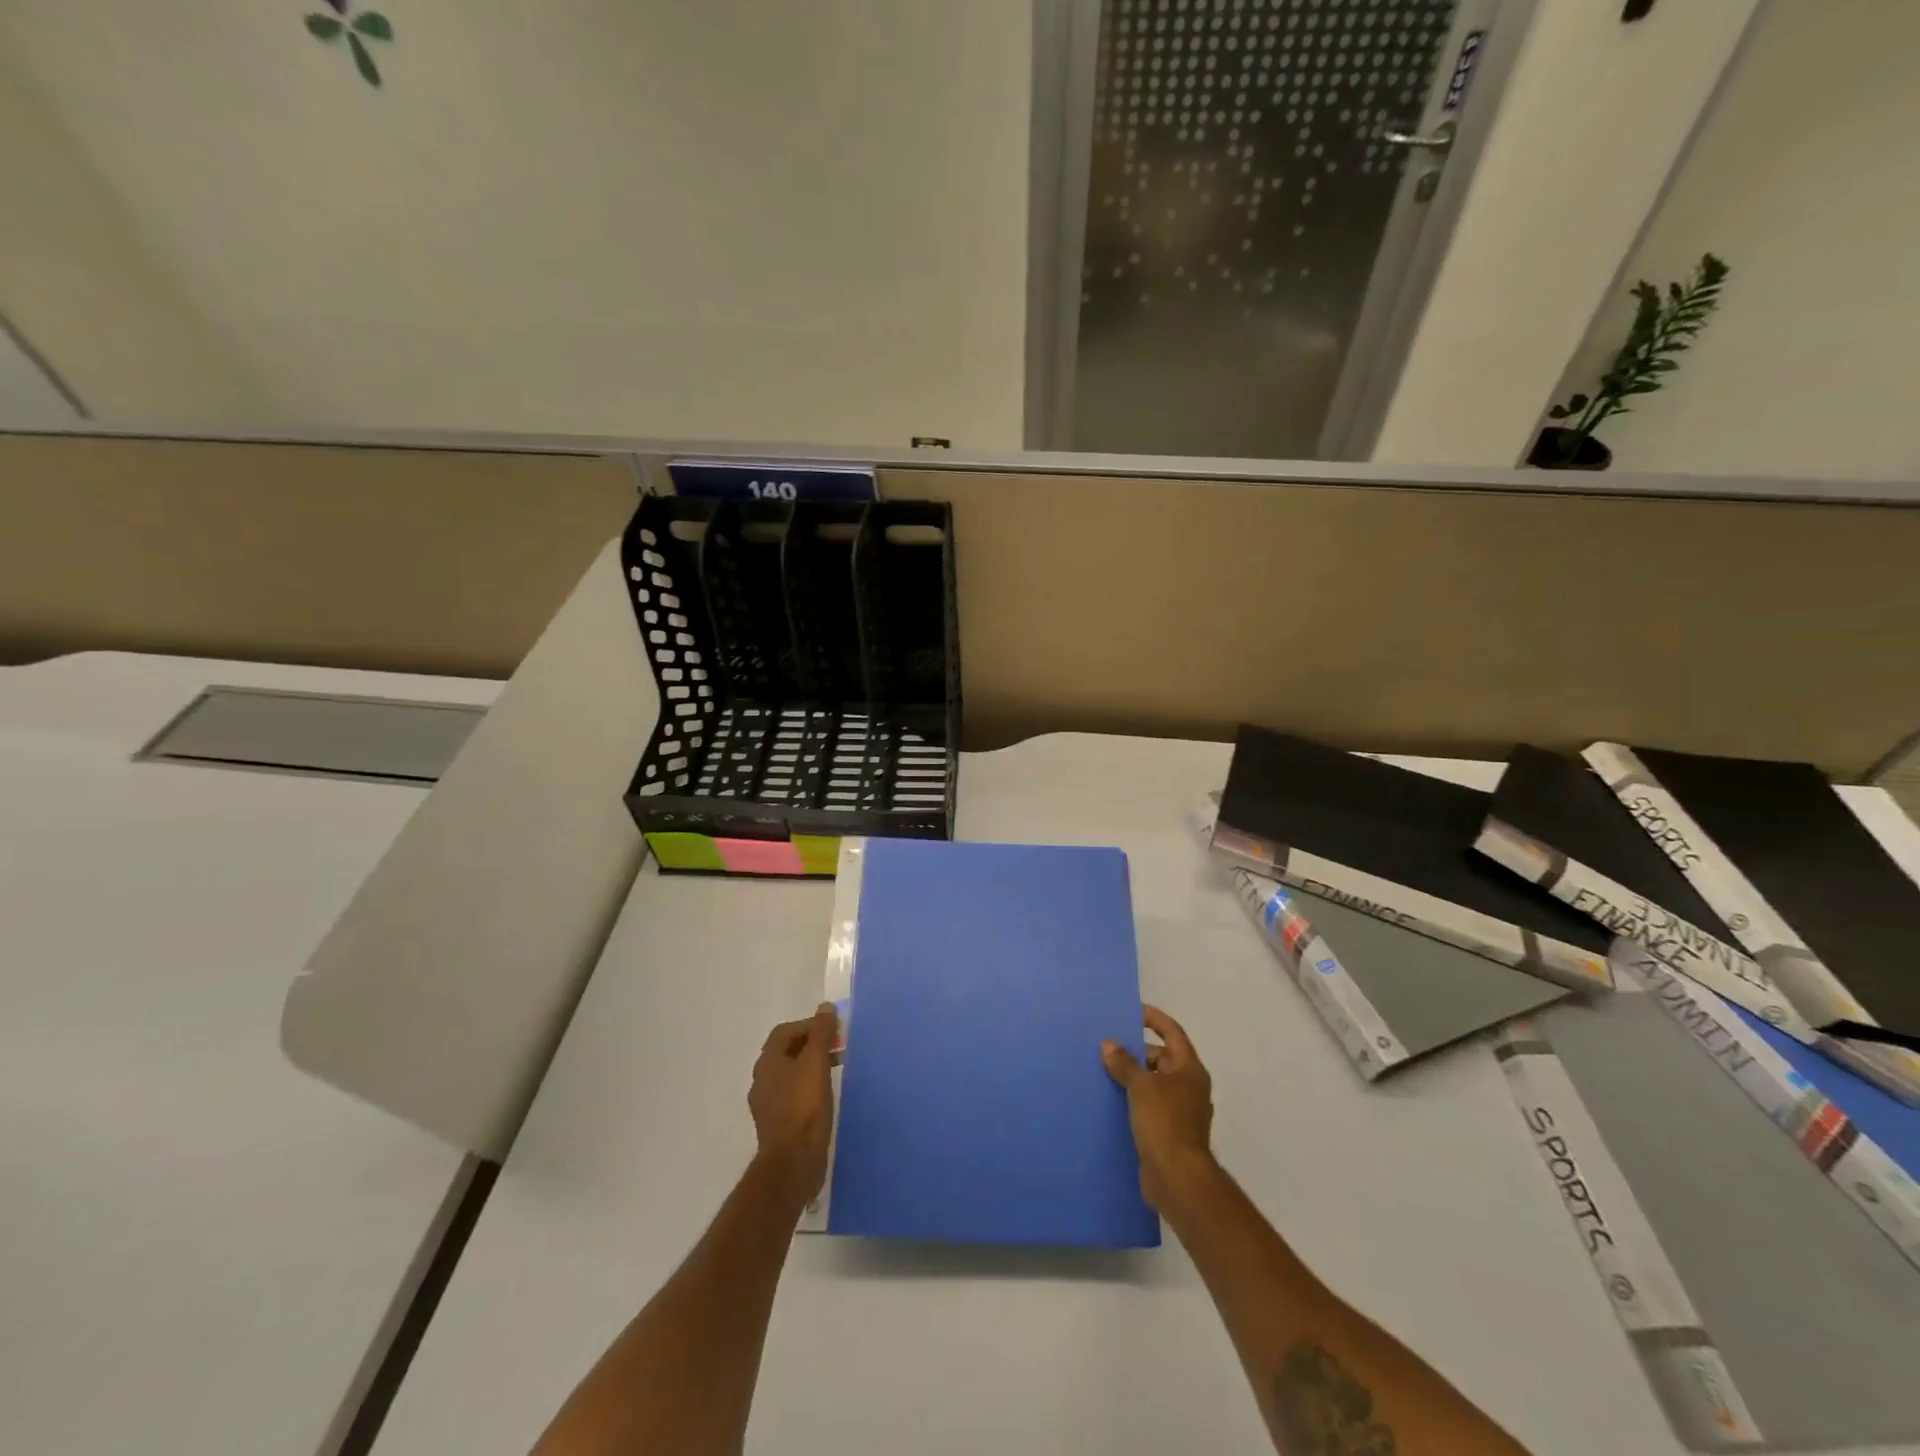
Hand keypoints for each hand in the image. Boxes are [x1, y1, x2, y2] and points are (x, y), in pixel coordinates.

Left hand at [749, 1004, 837, 1206]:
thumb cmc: (804, 1106)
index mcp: (768, 1062)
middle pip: (787, 1052)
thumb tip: (825, 1007)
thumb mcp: (816, 1063)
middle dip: (812, 1045)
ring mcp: (767, 1104)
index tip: (833, 1032)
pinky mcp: (777, 1124)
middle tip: (837, 1048)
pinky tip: (824, 1097)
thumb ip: (820, 1033)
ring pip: (790, 1074)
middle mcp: (762, 1080)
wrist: (793, 1162)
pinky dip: (808, 1088)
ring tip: (835, 1071)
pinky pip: (792, 1095)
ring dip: (810, 1067)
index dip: (810, 1026)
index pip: (785, 1031)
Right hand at [1102, 1005, 1214, 1211]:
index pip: (1173, 1032)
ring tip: (1104, 1069)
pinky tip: (1111, 1099)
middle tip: (1109, 1045)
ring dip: (1133, 1075)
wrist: (1177, 1178)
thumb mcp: (1141, 1086)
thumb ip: (1124, 1063)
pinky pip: (1149, 1104)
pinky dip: (1133, 1098)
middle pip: (1163, 1057)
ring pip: (1154, 1082)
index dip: (1154, 1019)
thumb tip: (1110, 1045)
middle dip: (1137, 1050)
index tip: (1132, 1011)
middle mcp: (1189, 1086)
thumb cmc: (1164, 1122)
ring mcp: (1180, 1110)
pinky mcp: (1169, 1131)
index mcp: (1189, 1069)